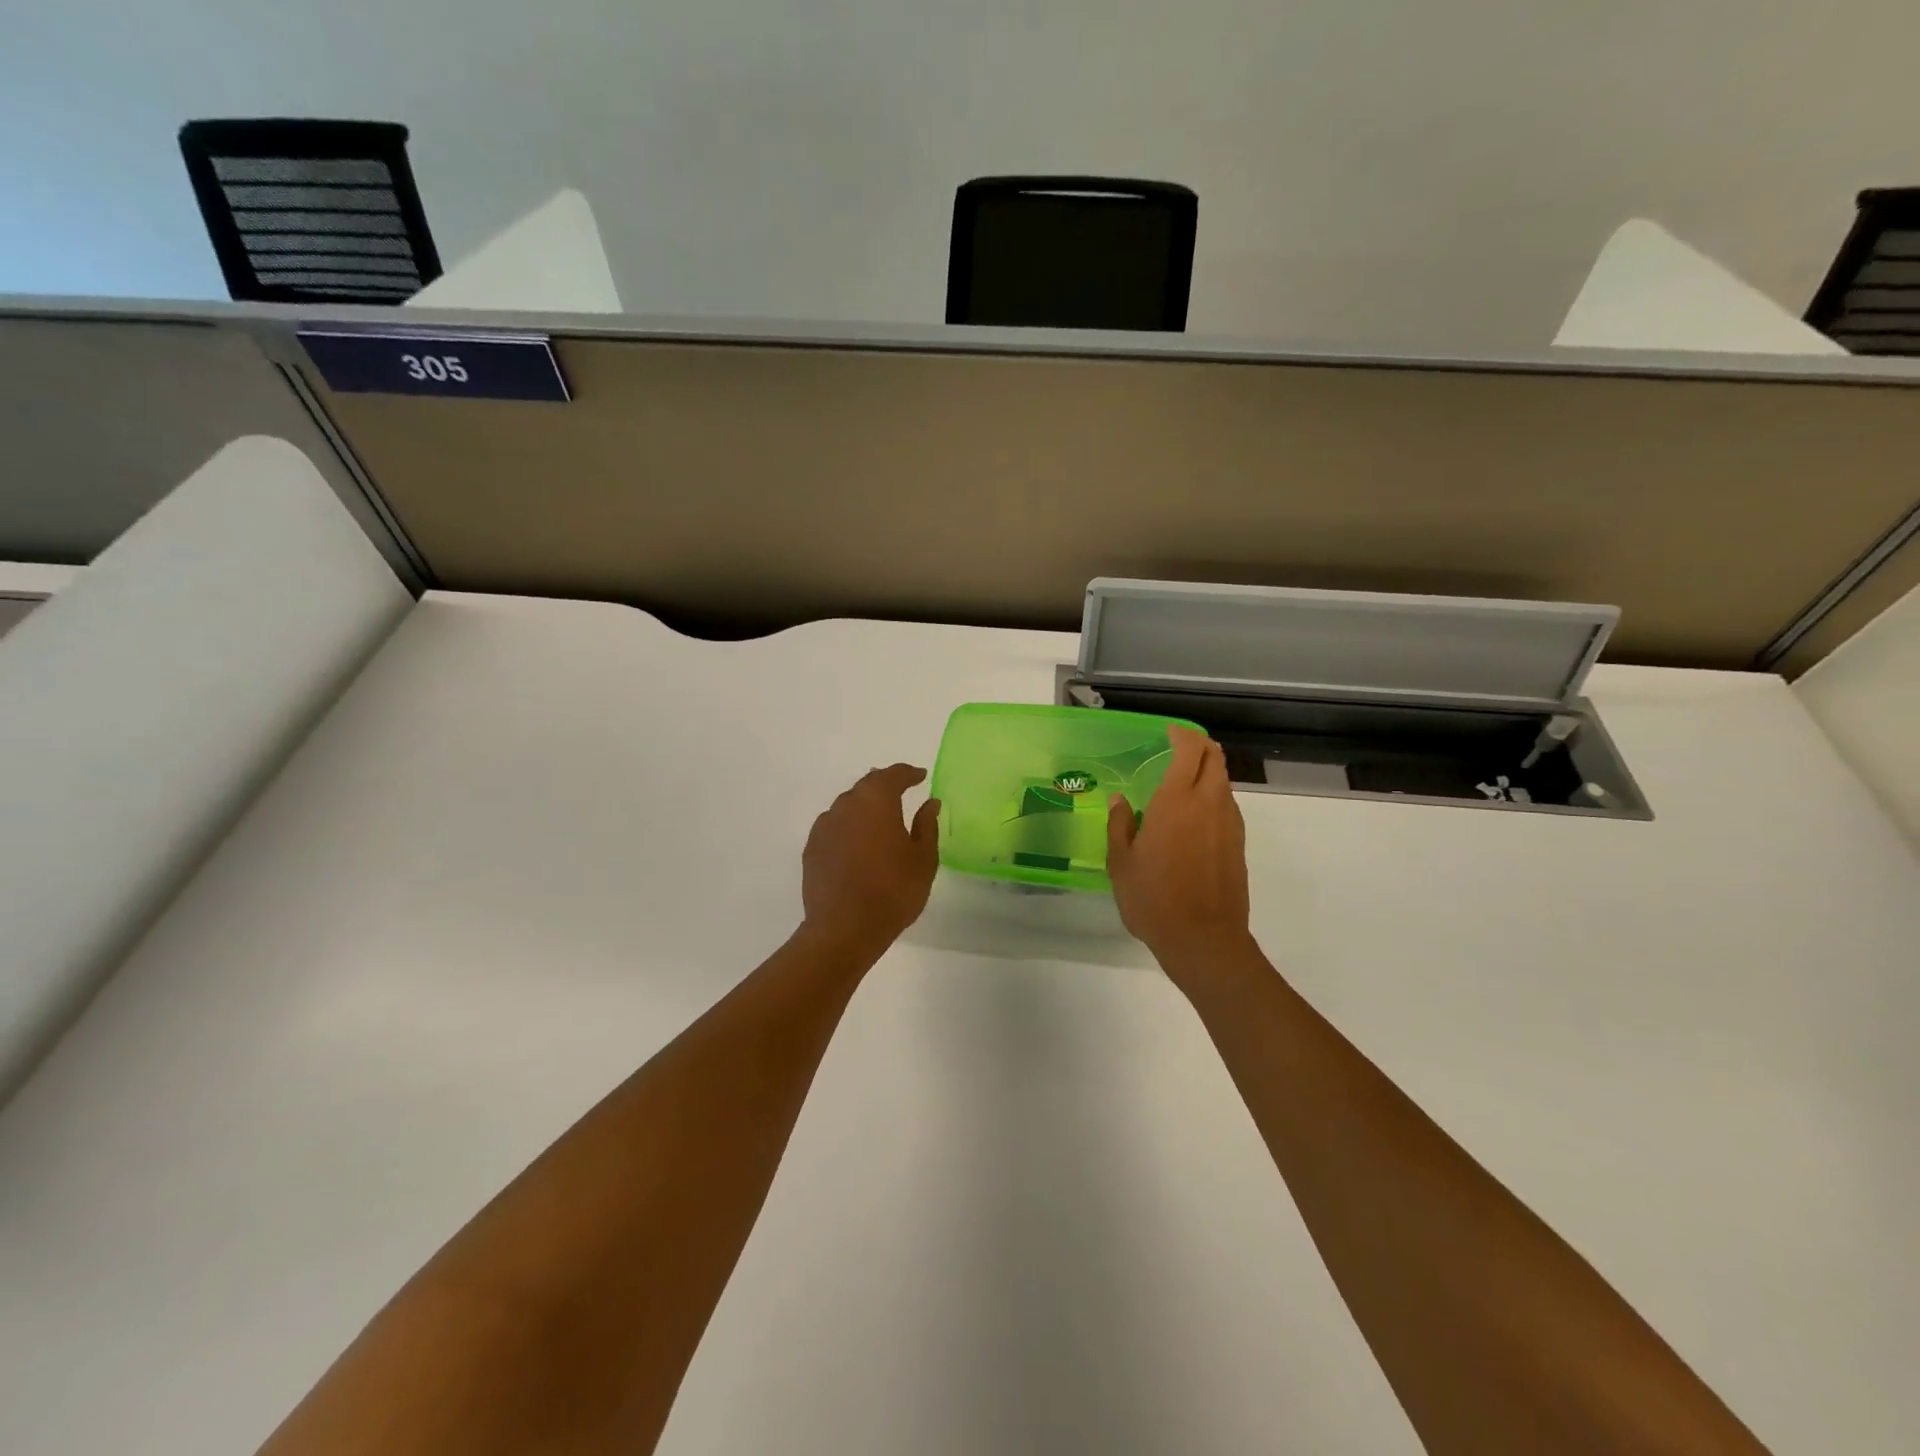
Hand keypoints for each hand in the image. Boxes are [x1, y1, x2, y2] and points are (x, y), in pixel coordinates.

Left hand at [801, 764, 940, 956]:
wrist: (844, 929)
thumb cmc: (893, 891)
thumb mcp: (923, 859)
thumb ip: (926, 826)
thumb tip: (930, 803)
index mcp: (876, 802)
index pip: (893, 775)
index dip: (908, 773)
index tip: (921, 776)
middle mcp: (846, 805)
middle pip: (866, 786)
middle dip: (884, 786)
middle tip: (901, 791)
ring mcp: (824, 826)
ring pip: (847, 805)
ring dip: (864, 807)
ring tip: (879, 820)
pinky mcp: (812, 848)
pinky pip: (834, 826)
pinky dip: (848, 826)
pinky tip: (857, 843)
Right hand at [1107, 725, 1255, 985]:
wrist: (1204, 940)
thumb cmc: (1153, 899)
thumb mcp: (1120, 863)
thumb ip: (1120, 825)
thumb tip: (1120, 801)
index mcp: (1176, 801)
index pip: (1189, 750)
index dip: (1181, 735)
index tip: (1167, 733)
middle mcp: (1208, 804)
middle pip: (1214, 758)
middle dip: (1199, 746)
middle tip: (1177, 748)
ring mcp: (1229, 824)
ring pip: (1223, 781)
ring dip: (1207, 771)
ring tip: (1182, 783)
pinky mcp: (1238, 844)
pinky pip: (1227, 805)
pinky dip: (1213, 796)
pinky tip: (1193, 816)